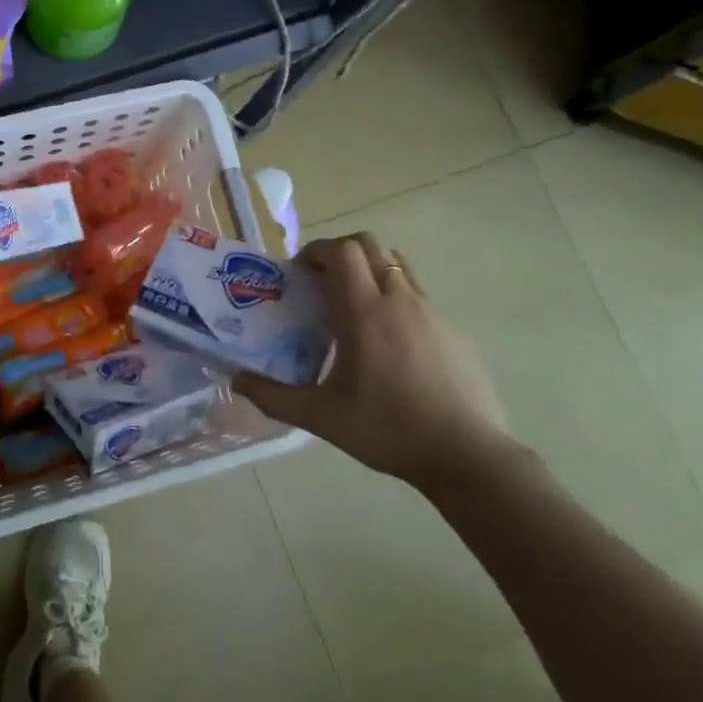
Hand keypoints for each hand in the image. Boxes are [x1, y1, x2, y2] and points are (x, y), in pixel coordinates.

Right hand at [233, 235, 517, 490]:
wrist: (467, 455)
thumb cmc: (387, 429)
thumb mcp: (320, 417)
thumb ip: (272, 396)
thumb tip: (236, 380)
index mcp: (365, 312)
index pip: (342, 251)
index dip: (317, 251)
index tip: (300, 273)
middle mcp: (400, 301)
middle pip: (371, 246)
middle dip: (341, 253)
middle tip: (321, 283)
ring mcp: (432, 314)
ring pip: (398, 266)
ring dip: (370, 270)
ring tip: (353, 306)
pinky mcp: (453, 333)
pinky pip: (418, 296)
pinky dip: (394, 299)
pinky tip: (388, 344)